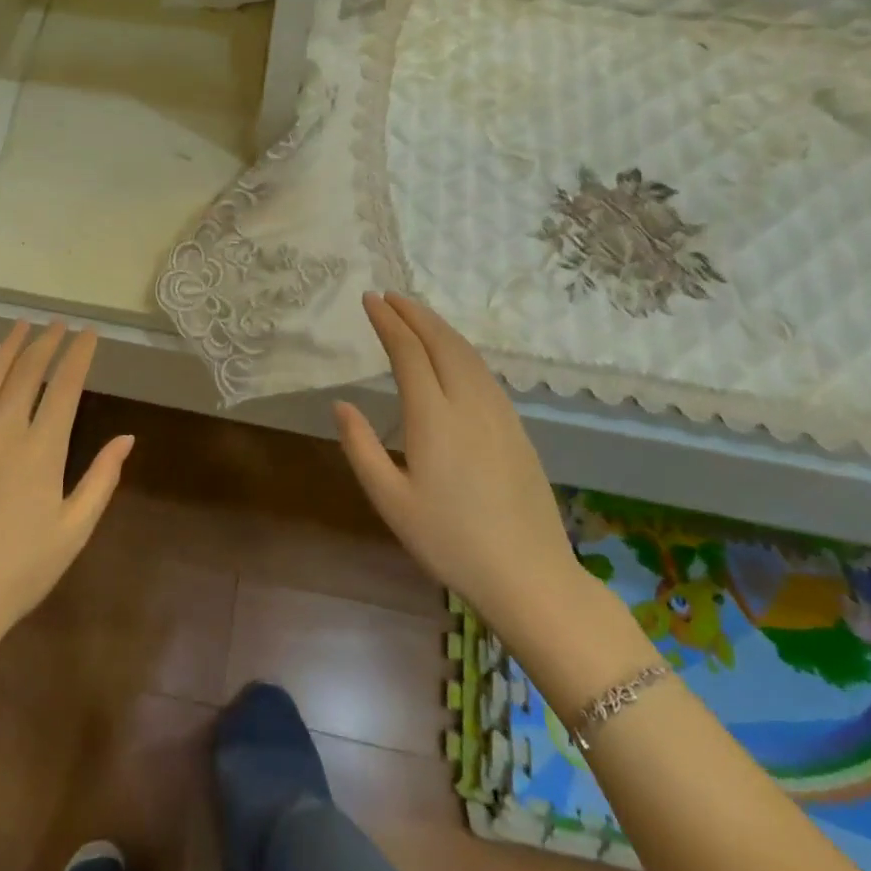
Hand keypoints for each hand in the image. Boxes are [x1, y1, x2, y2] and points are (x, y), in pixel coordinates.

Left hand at [0, 322, 132, 645]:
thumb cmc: (18, 571)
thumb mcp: (73, 531)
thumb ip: (101, 480)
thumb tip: (127, 437)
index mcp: (41, 450)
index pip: (66, 386)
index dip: (79, 355)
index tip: (88, 333)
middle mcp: (2, 430)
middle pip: (27, 372)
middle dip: (46, 342)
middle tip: (57, 324)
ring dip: (8, 347)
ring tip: (22, 326)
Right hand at [334, 293, 589, 647]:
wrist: (529, 575)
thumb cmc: (450, 541)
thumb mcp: (390, 501)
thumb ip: (361, 447)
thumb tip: (341, 403)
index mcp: (433, 418)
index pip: (408, 352)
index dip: (388, 322)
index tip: (370, 300)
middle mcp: (468, 403)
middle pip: (441, 342)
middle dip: (413, 313)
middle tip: (390, 296)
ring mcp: (498, 413)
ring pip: (467, 353)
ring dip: (439, 326)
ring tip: (416, 314)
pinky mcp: (516, 427)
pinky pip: (484, 371)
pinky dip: (461, 348)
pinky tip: (453, 354)